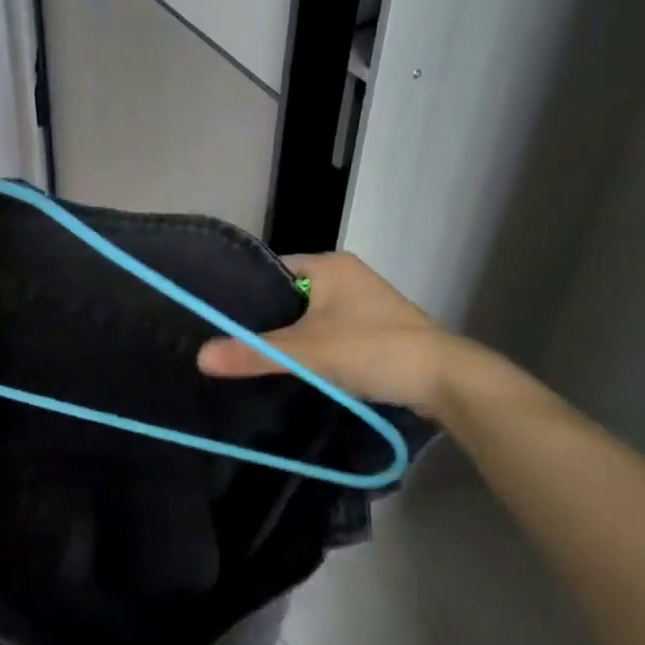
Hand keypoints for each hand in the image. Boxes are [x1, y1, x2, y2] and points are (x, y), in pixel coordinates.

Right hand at [197, 252, 474, 417]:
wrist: (445, 379)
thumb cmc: (372, 350)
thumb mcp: (306, 352)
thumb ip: (253, 353)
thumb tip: (200, 357)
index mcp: (330, 264)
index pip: (272, 270)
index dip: (246, 294)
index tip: (221, 320)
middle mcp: (348, 274)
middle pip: (291, 294)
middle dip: (268, 318)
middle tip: (233, 342)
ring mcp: (366, 301)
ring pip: (313, 315)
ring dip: (293, 335)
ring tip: (258, 356)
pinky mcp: (378, 327)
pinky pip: (332, 330)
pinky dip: (316, 346)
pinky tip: (299, 367)